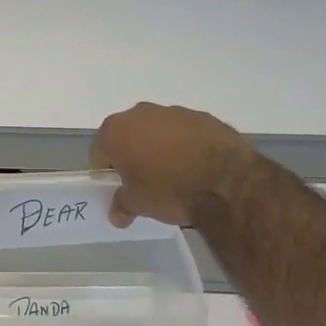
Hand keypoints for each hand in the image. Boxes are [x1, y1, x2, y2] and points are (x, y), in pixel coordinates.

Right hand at [91, 102, 257, 227]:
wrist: (226, 180)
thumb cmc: (168, 189)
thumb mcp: (138, 204)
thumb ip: (122, 204)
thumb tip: (117, 214)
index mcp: (116, 130)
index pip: (100, 151)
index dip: (105, 171)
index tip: (116, 187)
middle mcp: (141, 113)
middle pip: (128, 135)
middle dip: (132, 154)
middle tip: (142, 180)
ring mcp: (174, 111)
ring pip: (157, 131)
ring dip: (159, 147)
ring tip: (173, 174)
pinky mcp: (203, 117)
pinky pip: (185, 132)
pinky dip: (185, 145)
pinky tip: (196, 167)